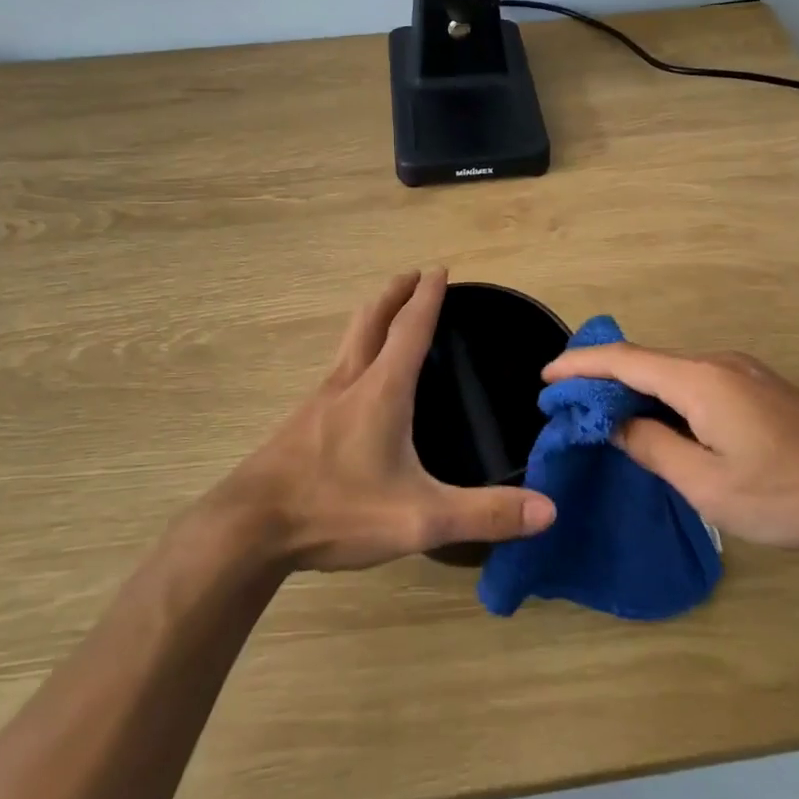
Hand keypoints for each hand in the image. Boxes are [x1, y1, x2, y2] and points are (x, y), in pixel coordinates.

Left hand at [214, 269, 555, 571]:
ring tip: (386, 315)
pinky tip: (354, 382)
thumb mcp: (420, 518)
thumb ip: (484, 514)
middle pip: (371, 321)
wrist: (249, 529)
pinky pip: (335, 371)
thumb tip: (549, 510)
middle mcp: (348, 383)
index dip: (427, 298)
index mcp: (382, 391)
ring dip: (371, 319)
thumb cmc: (336, 510)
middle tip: (411, 275)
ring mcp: (318, 401)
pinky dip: (354, 353)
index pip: (410, 329)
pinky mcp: (300, 423)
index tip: (438, 269)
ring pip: (348, 343)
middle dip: (394, 293)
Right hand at [542, 343, 798, 547]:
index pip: (624, 360)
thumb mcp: (707, 484)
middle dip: (602, 379)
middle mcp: (716, 363)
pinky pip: (695, 383)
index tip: (546, 378)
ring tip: (606, 418)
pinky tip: (661, 424)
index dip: (580, 366)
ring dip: (635, 390)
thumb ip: (653, 448)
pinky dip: (664, 396)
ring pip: (671, 373)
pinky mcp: (758, 388)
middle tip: (569, 406)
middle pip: (646, 362)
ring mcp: (741, 372)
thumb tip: (617, 425)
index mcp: (698, 380)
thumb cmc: (787, 492)